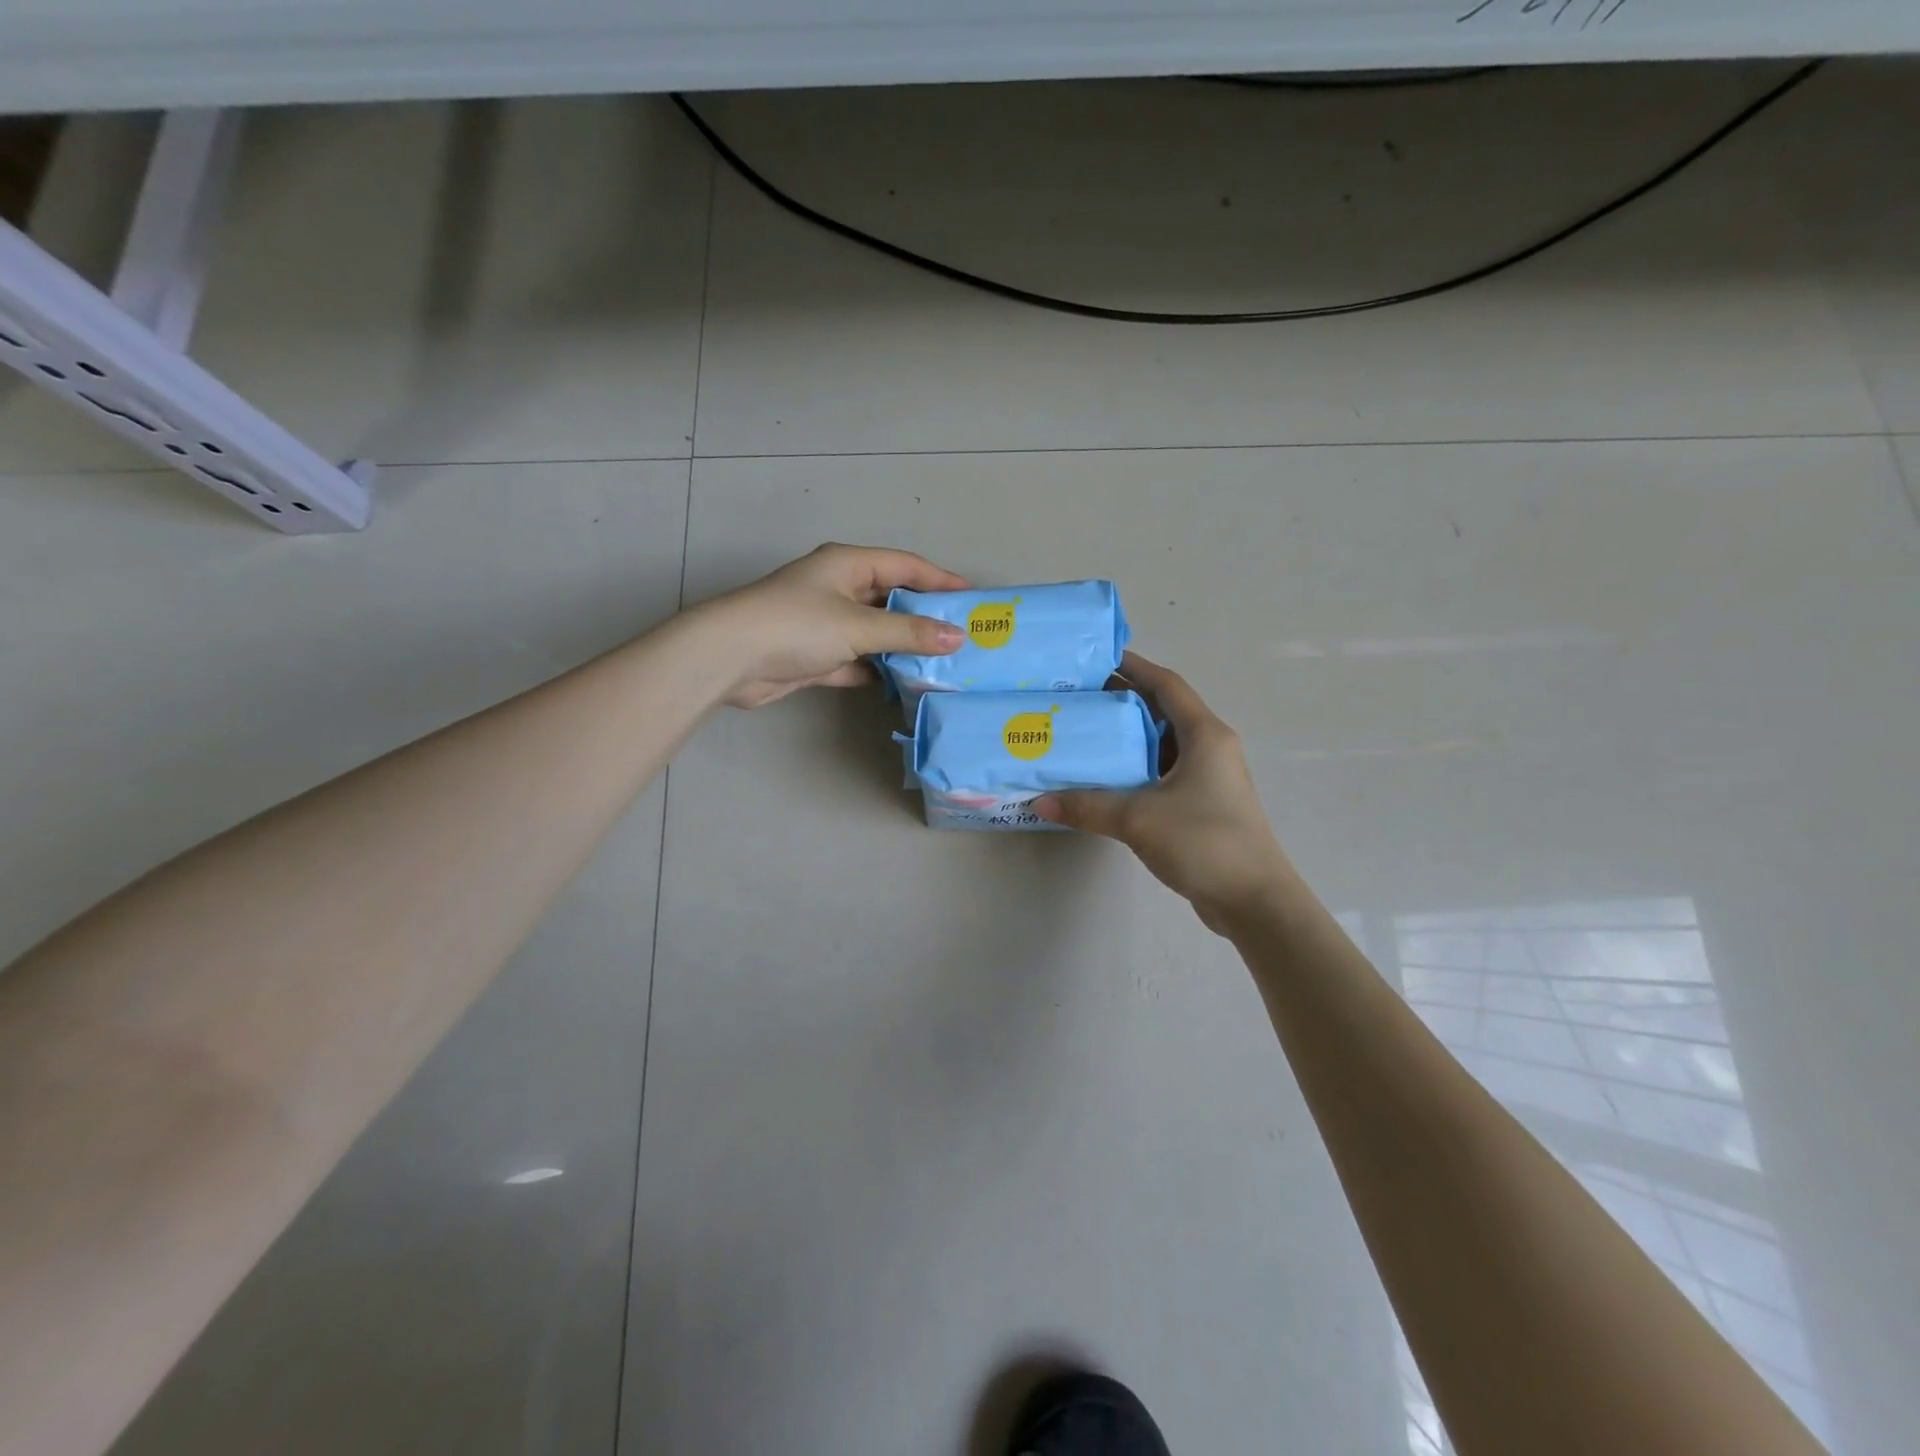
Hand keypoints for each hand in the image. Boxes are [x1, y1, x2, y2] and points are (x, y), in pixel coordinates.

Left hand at [695, 543, 969, 708]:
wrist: (730, 659)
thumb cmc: (796, 625)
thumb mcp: (858, 626)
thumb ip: (909, 634)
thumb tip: (958, 638)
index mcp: (848, 565)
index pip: (906, 566)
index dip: (941, 580)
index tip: (975, 599)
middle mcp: (839, 588)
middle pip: (893, 600)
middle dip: (926, 618)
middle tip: (965, 636)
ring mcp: (827, 624)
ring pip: (877, 633)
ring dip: (904, 648)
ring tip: (944, 664)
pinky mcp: (817, 656)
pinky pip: (859, 661)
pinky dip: (879, 671)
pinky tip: (905, 684)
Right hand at [1035, 653, 1292, 933]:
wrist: (1254, 901)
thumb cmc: (1204, 842)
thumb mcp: (1139, 818)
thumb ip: (1087, 806)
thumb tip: (1038, 801)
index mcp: (1204, 735)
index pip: (1166, 685)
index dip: (1134, 666)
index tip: (1096, 659)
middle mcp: (1210, 747)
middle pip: (1162, 711)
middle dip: (1121, 701)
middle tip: (1076, 698)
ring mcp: (1208, 778)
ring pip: (1161, 744)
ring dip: (1126, 737)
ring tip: (1083, 734)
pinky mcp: (1202, 804)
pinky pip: (1162, 773)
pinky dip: (1134, 769)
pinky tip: (1104, 780)